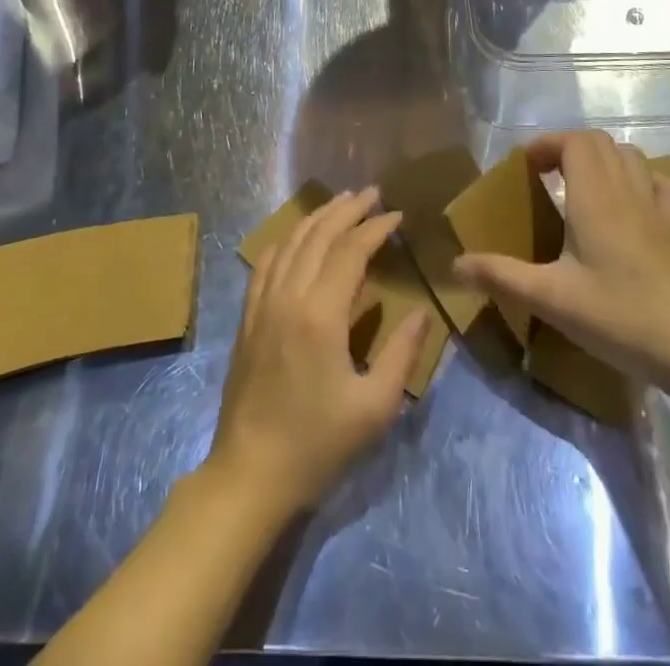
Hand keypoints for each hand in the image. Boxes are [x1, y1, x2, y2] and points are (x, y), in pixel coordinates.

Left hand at [207, 186, 431, 517]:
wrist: (250, 475)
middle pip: (319, 235)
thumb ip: (401, 353)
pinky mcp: (248, 317)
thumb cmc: (317, 445)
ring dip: (318, 217)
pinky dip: (288, 239)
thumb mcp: (374, 407)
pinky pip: (267, 262)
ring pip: (291, 242)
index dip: (376, 228)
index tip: (398, 216)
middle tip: (372, 193)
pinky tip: (298, 237)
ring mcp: (263, 304)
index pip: (351, 250)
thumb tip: (421, 312)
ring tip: (341, 202)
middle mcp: (288, 297)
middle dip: (348, 209)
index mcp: (321, 314)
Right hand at [454, 132, 669, 388]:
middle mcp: (626, 190)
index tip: (525, 168)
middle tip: (545, 177)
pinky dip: (642, 181)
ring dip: (603, 160)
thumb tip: (456, 264)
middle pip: (600, 142)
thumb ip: (501, 276)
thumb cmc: (619, 316)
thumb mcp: (551, 299)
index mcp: (594, 196)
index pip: (575, 140)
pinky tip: (632, 206)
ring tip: (581, 188)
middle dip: (569, 148)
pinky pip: (662, 185)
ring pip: (631, 157)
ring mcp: (657, 208)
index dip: (548, 143)